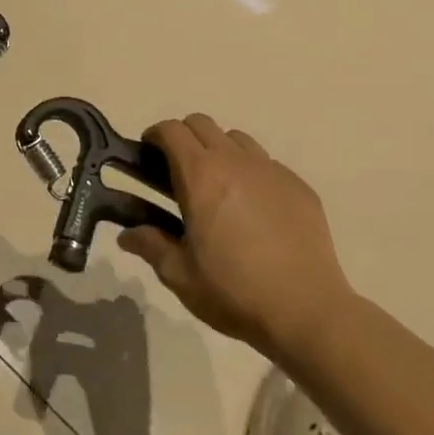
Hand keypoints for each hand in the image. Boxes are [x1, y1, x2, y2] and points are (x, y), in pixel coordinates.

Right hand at [117, 115, 355, 352]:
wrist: (306, 310)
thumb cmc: (233, 291)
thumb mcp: (179, 275)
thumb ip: (150, 246)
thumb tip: (127, 235)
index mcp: (201, 176)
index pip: (171, 131)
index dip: (154, 137)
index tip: (146, 157)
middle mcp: (236, 162)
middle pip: (202, 124)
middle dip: (183, 138)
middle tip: (175, 172)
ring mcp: (272, 171)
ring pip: (237, 139)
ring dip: (218, 151)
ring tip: (216, 187)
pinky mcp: (299, 187)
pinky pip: (267, 164)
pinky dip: (250, 172)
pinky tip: (252, 209)